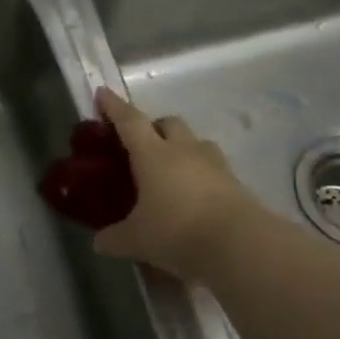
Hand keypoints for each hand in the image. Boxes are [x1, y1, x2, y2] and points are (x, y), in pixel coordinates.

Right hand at [91, 87, 254, 281]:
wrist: (240, 244)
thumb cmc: (177, 231)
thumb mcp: (136, 240)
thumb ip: (114, 238)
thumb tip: (99, 242)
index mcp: (152, 154)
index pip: (129, 121)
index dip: (114, 106)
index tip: (103, 93)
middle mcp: (183, 149)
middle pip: (168, 123)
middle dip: (153, 126)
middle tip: (140, 145)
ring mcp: (214, 163)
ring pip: (194, 142)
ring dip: (180, 147)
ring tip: (170, 170)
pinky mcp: (235, 182)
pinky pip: (213, 167)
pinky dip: (200, 173)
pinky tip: (194, 195)